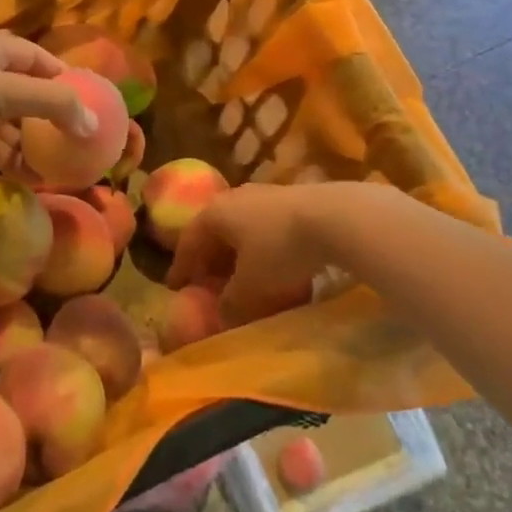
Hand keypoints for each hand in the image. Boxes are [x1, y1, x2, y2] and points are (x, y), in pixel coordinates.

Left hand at [0, 30, 95, 177]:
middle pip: (22, 95)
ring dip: (28, 145)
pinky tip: (25, 178)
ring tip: (57, 170)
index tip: (88, 104)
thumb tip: (93, 124)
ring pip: (4, 126)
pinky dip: (5, 160)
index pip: (37, 59)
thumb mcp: (3, 91)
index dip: (62, 78)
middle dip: (48, 119)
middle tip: (76, 146)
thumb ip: (52, 104)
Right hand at [165, 182, 387, 324]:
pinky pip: (268, 230)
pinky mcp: (294, 201)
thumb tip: (222, 316)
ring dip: (240, 256)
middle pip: (216, 232)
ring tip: (245, 280)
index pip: (188, 240)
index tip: (175, 287)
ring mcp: (266, 196)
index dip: (181, 266)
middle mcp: (235, 198)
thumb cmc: (280, 250)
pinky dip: (264, 251)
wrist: (335, 217)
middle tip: (210, 284)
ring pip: (244, 230)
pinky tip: (278, 270)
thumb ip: (231, 304)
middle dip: (212, 260)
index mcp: (215, 213)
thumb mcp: (250, 287)